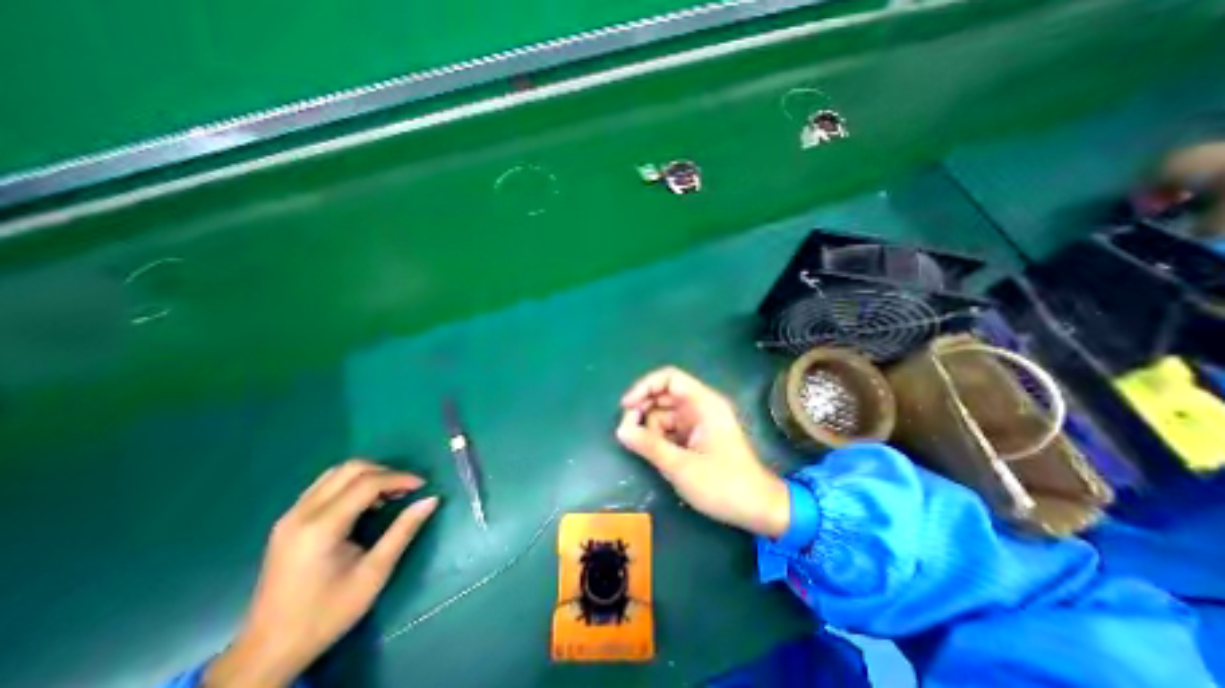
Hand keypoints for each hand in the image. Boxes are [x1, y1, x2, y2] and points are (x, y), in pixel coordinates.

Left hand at [203, 459, 439, 685]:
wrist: (267, 653)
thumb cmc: (325, 614)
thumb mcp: (373, 574)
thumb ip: (403, 531)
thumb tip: (431, 500)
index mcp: (321, 527)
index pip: (367, 483)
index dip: (399, 478)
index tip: (422, 486)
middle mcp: (301, 514)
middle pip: (350, 469)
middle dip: (385, 472)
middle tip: (405, 489)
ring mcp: (290, 517)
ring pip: (336, 473)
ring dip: (368, 476)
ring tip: (388, 495)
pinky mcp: (288, 523)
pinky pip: (324, 486)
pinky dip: (351, 484)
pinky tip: (364, 504)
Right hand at [619, 367, 789, 539]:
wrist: (757, 509)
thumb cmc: (723, 484)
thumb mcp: (681, 466)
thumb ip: (648, 445)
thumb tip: (620, 430)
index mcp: (703, 403)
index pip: (669, 378)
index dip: (645, 387)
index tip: (627, 406)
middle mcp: (700, 407)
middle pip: (663, 396)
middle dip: (644, 411)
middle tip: (629, 433)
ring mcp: (698, 422)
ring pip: (664, 414)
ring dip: (651, 429)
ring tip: (649, 451)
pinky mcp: (696, 437)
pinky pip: (670, 429)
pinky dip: (659, 439)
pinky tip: (658, 456)